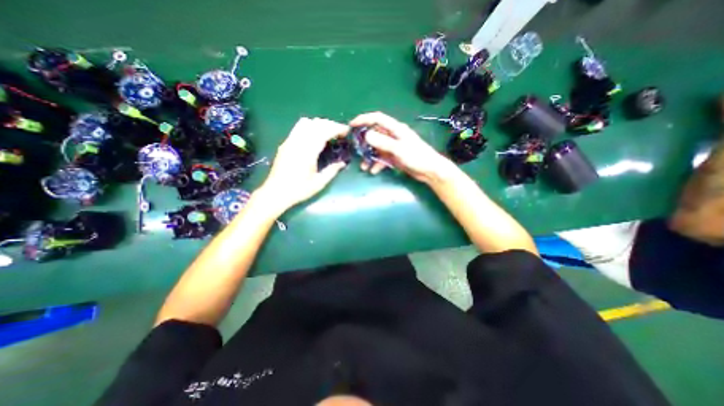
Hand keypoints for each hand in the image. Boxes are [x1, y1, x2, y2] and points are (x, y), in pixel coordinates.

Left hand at [260, 117, 349, 211]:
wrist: (275, 192)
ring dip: (319, 124)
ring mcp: (290, 141)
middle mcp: (298, 143)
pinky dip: (310, 127)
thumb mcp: (319, 183)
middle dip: (330, 124)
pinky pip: (298, 128)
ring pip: (306, 122)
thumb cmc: (298, 190)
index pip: (323, 132)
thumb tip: (342, 163)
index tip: (346, 131)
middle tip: (340, 132)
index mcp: (307, 152)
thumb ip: (332, 171)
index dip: (336, 128)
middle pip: (315, 123)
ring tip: (328, 132)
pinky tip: (315, 136)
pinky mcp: (285, 143)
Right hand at [350, 111, 449, 183]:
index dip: (364, 119)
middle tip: (355, 149)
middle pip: (375, 134)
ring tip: (363, 166)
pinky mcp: (394, 156)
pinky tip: (373, 171)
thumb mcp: (399, 149)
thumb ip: (383, 142)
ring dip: (369, 156)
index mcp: (396, 129)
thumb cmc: (417, 157)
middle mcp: (393, 136)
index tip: (352, 125)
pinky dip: (376, 164)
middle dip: (364, 142)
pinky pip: (382, 158)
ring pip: (377, 148)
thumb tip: (366, 135)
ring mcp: (393, 147)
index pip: (378, 119)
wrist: (430, 171)